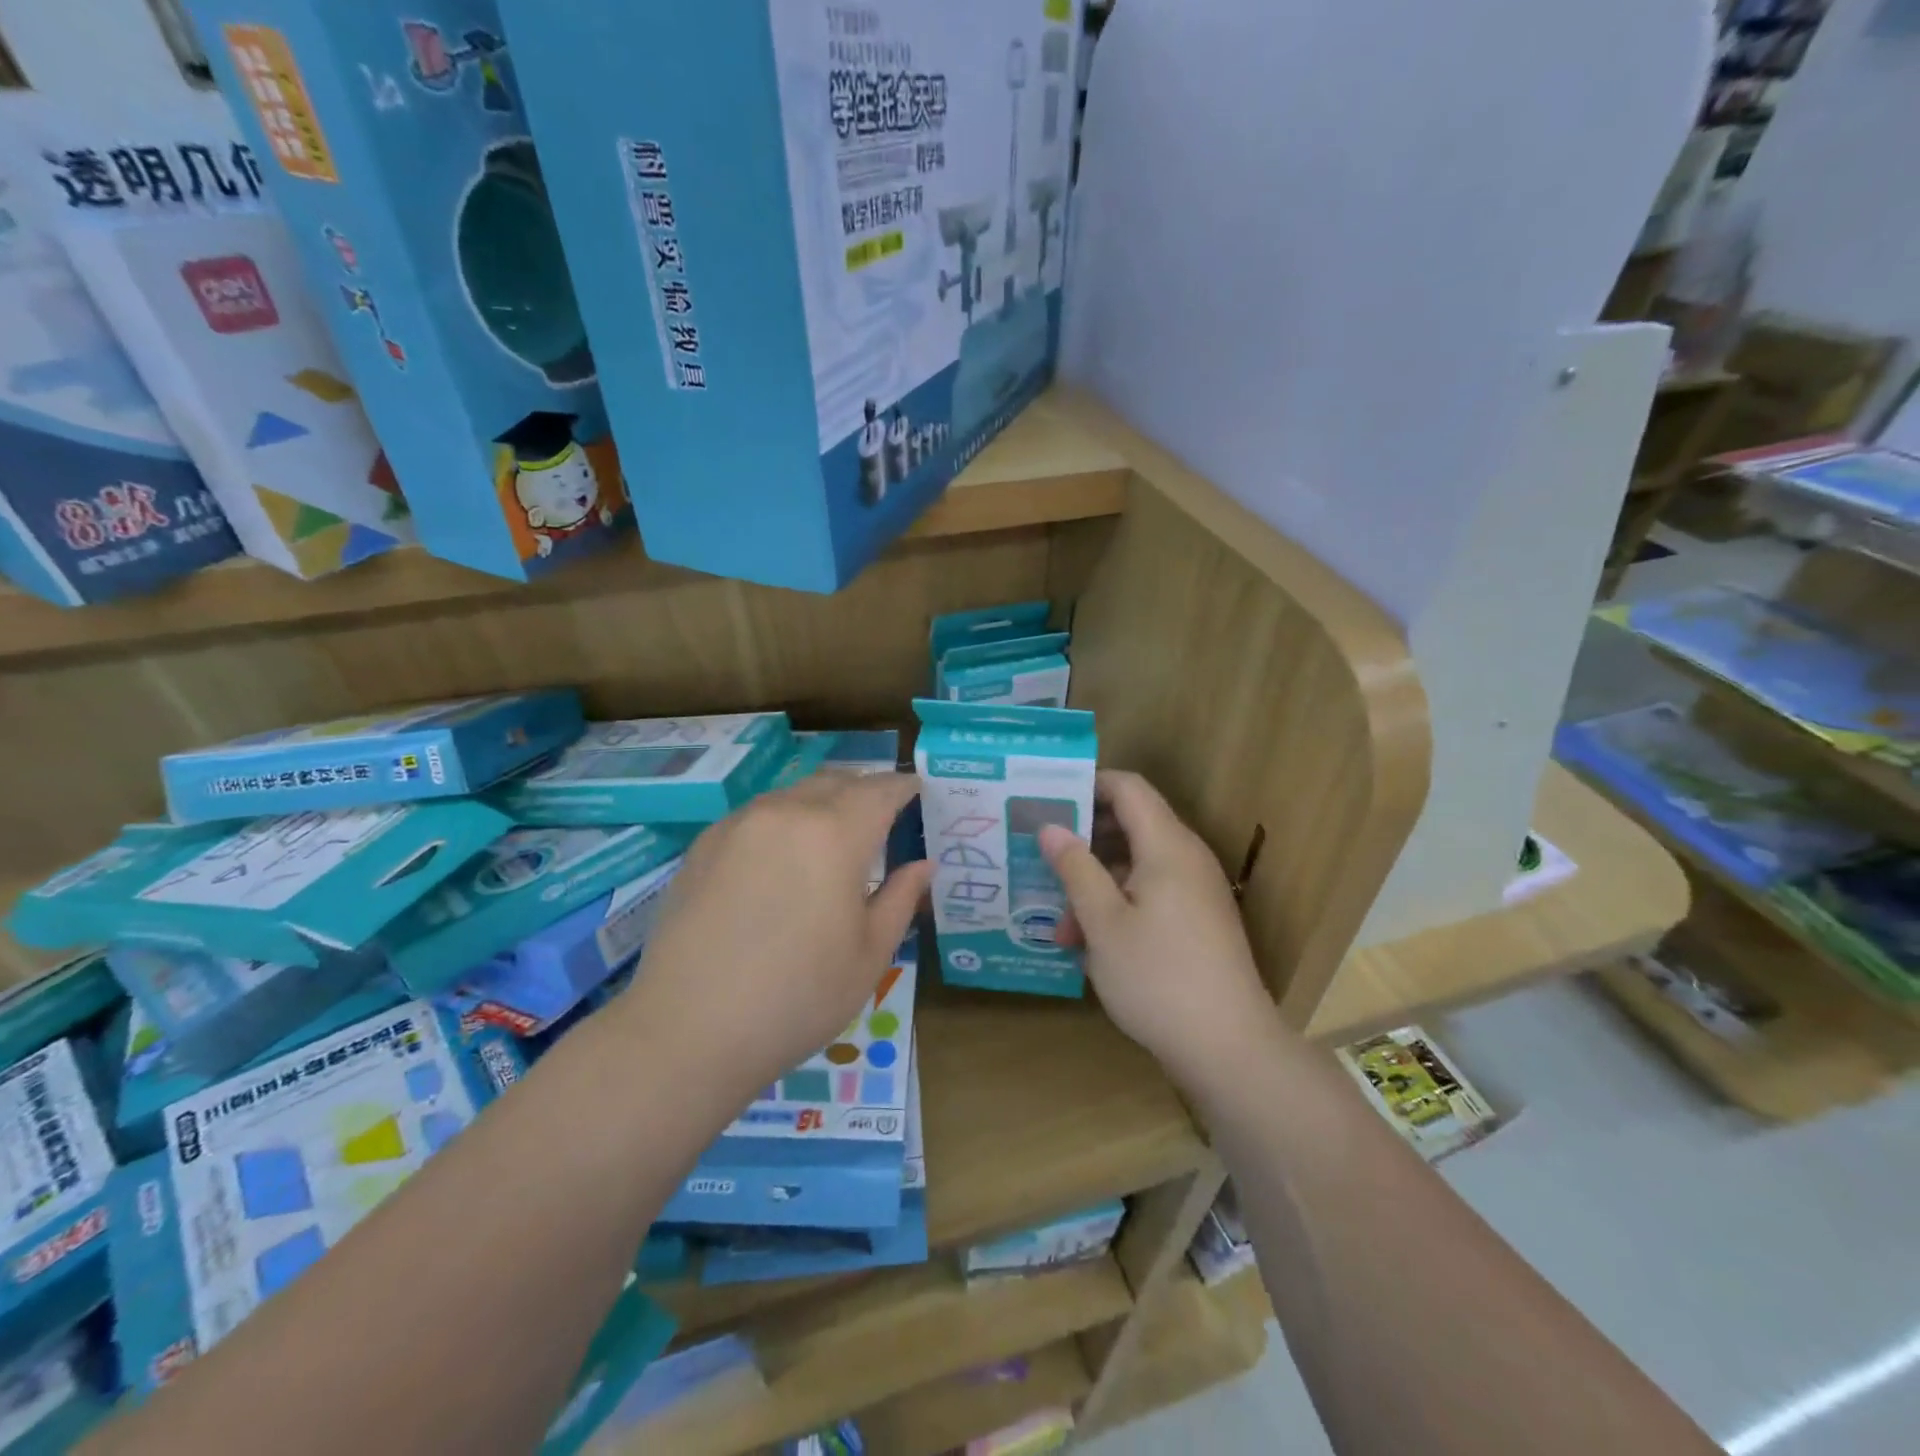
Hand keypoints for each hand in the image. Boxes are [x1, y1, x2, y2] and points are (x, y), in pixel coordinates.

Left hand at [614, 771, 929, 1115]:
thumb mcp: (869, 955)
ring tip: (833, 839)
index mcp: (834, 834)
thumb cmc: (798, 998)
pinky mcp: (703, 845)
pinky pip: (757, 816)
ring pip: (793, 794)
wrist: (687, 1030)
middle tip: (882, 817)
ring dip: (822, 804)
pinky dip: (784, 822)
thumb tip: (923, 865)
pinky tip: (781, 862)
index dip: (904, 787)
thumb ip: (900, 899)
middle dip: (865, 790)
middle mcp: (786, 813)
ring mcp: (738, 824)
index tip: (920, 792)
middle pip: (835, 782)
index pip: (880, 790)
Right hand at [1039, 771, 1284, 1091]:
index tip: (1047, 800)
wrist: (1229, 1048)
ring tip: (1057, 923)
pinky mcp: (1198, 922)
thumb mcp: (1103, 922)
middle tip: (1040, 857)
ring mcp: (1196, 891)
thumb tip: (1050, 827)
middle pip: (1131, 825)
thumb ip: (1075, 868)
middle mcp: (1186, 858)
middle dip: (1083, 841)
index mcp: (1167, 846)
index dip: (1088, 785)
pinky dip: (1117, 905)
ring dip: (1095, 884)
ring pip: (1136, 866)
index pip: (1128, 788)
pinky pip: (1151, 893)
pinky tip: (1087, 943)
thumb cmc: (1158, 977)